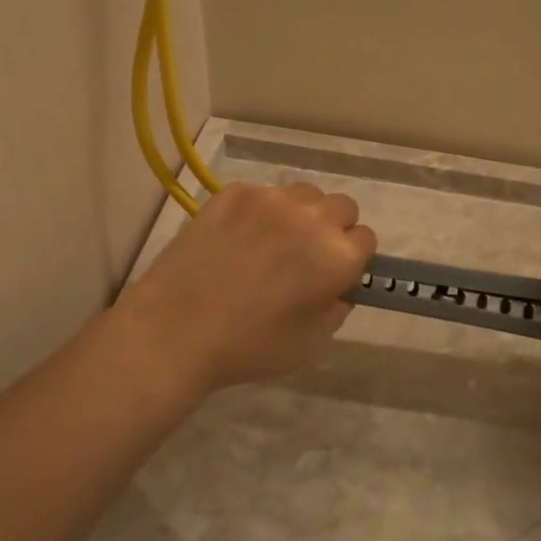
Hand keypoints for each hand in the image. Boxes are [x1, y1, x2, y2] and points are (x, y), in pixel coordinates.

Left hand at [117, 181, 376, 395]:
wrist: (174, 330)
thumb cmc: (248, 347)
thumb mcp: (311, 344)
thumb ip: (337, 309)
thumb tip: (338, 288)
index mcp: (337, 256)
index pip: (366, 238)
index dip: (352, 259)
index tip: (332, 275)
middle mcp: (311, 218)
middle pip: (342, 207)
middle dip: (332, 229)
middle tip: (305, 256)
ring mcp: (270, 200)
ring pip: (304, 194)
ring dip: (300, 214)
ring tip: (272, 242)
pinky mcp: (234, 193)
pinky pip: (263, 194)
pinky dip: (260, 212)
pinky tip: (237, 239)